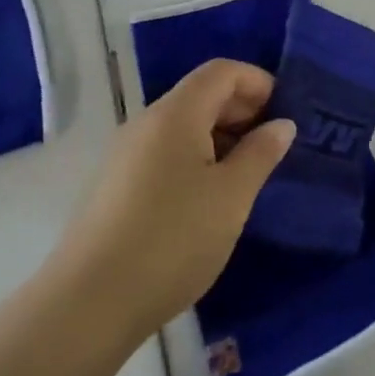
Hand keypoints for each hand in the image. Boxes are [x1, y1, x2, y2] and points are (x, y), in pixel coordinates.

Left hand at [57, 61, 293, 341]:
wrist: (89, 304)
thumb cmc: (173, 240)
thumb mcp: (232, 197)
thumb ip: (260, 153)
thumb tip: (281, 124)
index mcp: (176, 113)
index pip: (222, 71)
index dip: (257, 82)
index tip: (285, 113)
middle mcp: (146, 122)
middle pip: (201, 95)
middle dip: (242, 110)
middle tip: (272, 146)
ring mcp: (125, 155)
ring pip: (182, 126)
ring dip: (220, 137)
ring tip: (246, 176)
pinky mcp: (115, 186)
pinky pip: (164, 153)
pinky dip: (195, 159)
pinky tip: (208, 200)